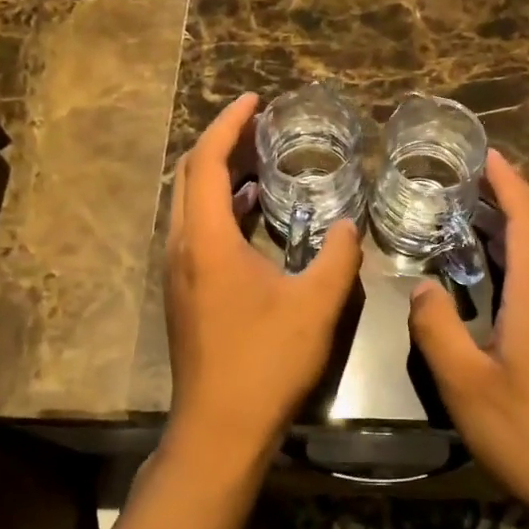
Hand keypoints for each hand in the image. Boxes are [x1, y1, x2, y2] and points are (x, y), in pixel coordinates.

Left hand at [164, 93, 362, 473]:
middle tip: (260, 125)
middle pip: (190, 175)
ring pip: (190, 203)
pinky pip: (196, 229)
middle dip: (223, 142)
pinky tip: (254, 212)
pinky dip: (221, 207)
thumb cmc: (266, 361)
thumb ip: (339, 256)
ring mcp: (178, 271)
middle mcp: (182, 247)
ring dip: (220, 174)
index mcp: (207, 239)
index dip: (230, 124)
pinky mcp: (184, 292)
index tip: (255, 100)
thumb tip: (350, 225)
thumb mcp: (317, 304)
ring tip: (261, 159)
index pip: (209, 161)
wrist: (220, 428)